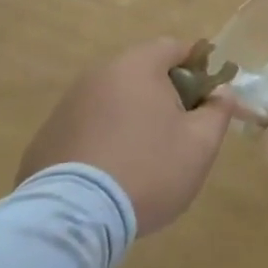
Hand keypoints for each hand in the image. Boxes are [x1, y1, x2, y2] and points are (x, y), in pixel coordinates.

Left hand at [16, 38, 236, 234]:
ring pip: (112, 101)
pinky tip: (109, 176)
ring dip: (131, 118)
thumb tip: (221, 92)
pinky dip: (101, 141)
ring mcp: (67, 106)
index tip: (207, 97)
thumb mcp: (200, 144)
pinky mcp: (46, 138)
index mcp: (137, 67)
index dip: (197, 67)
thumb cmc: (148, 170)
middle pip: (141, 73)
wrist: (74, 218)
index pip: (174, 48)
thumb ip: (218, 111)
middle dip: (164, 95)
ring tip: (143, 159)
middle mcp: (98, 75)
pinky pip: (86, 129)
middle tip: (179, 131)